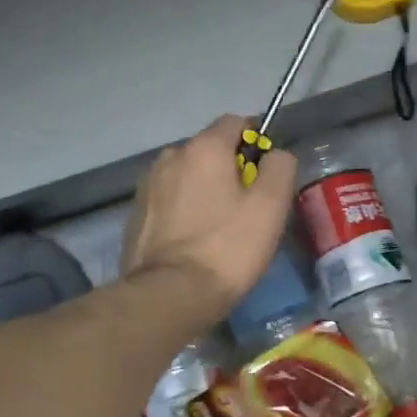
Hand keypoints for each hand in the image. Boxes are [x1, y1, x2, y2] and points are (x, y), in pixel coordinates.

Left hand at [122, 115, 297, 321]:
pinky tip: (194, 241)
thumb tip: (276, 155)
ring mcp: (148, 186)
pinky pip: (169, 201)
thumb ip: (280, 168)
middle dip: (229, 169)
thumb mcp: (271, 207)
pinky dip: (184, 211)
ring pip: (187, 176)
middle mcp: (170, 156)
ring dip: (204, 190)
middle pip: (209, 150)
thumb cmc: (228, 247)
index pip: (236, 122)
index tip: (267, 173)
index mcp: (204, 148)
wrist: (170, 294)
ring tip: (219, 228)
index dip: (257, 142)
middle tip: (248, 208)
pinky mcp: (136, 215)